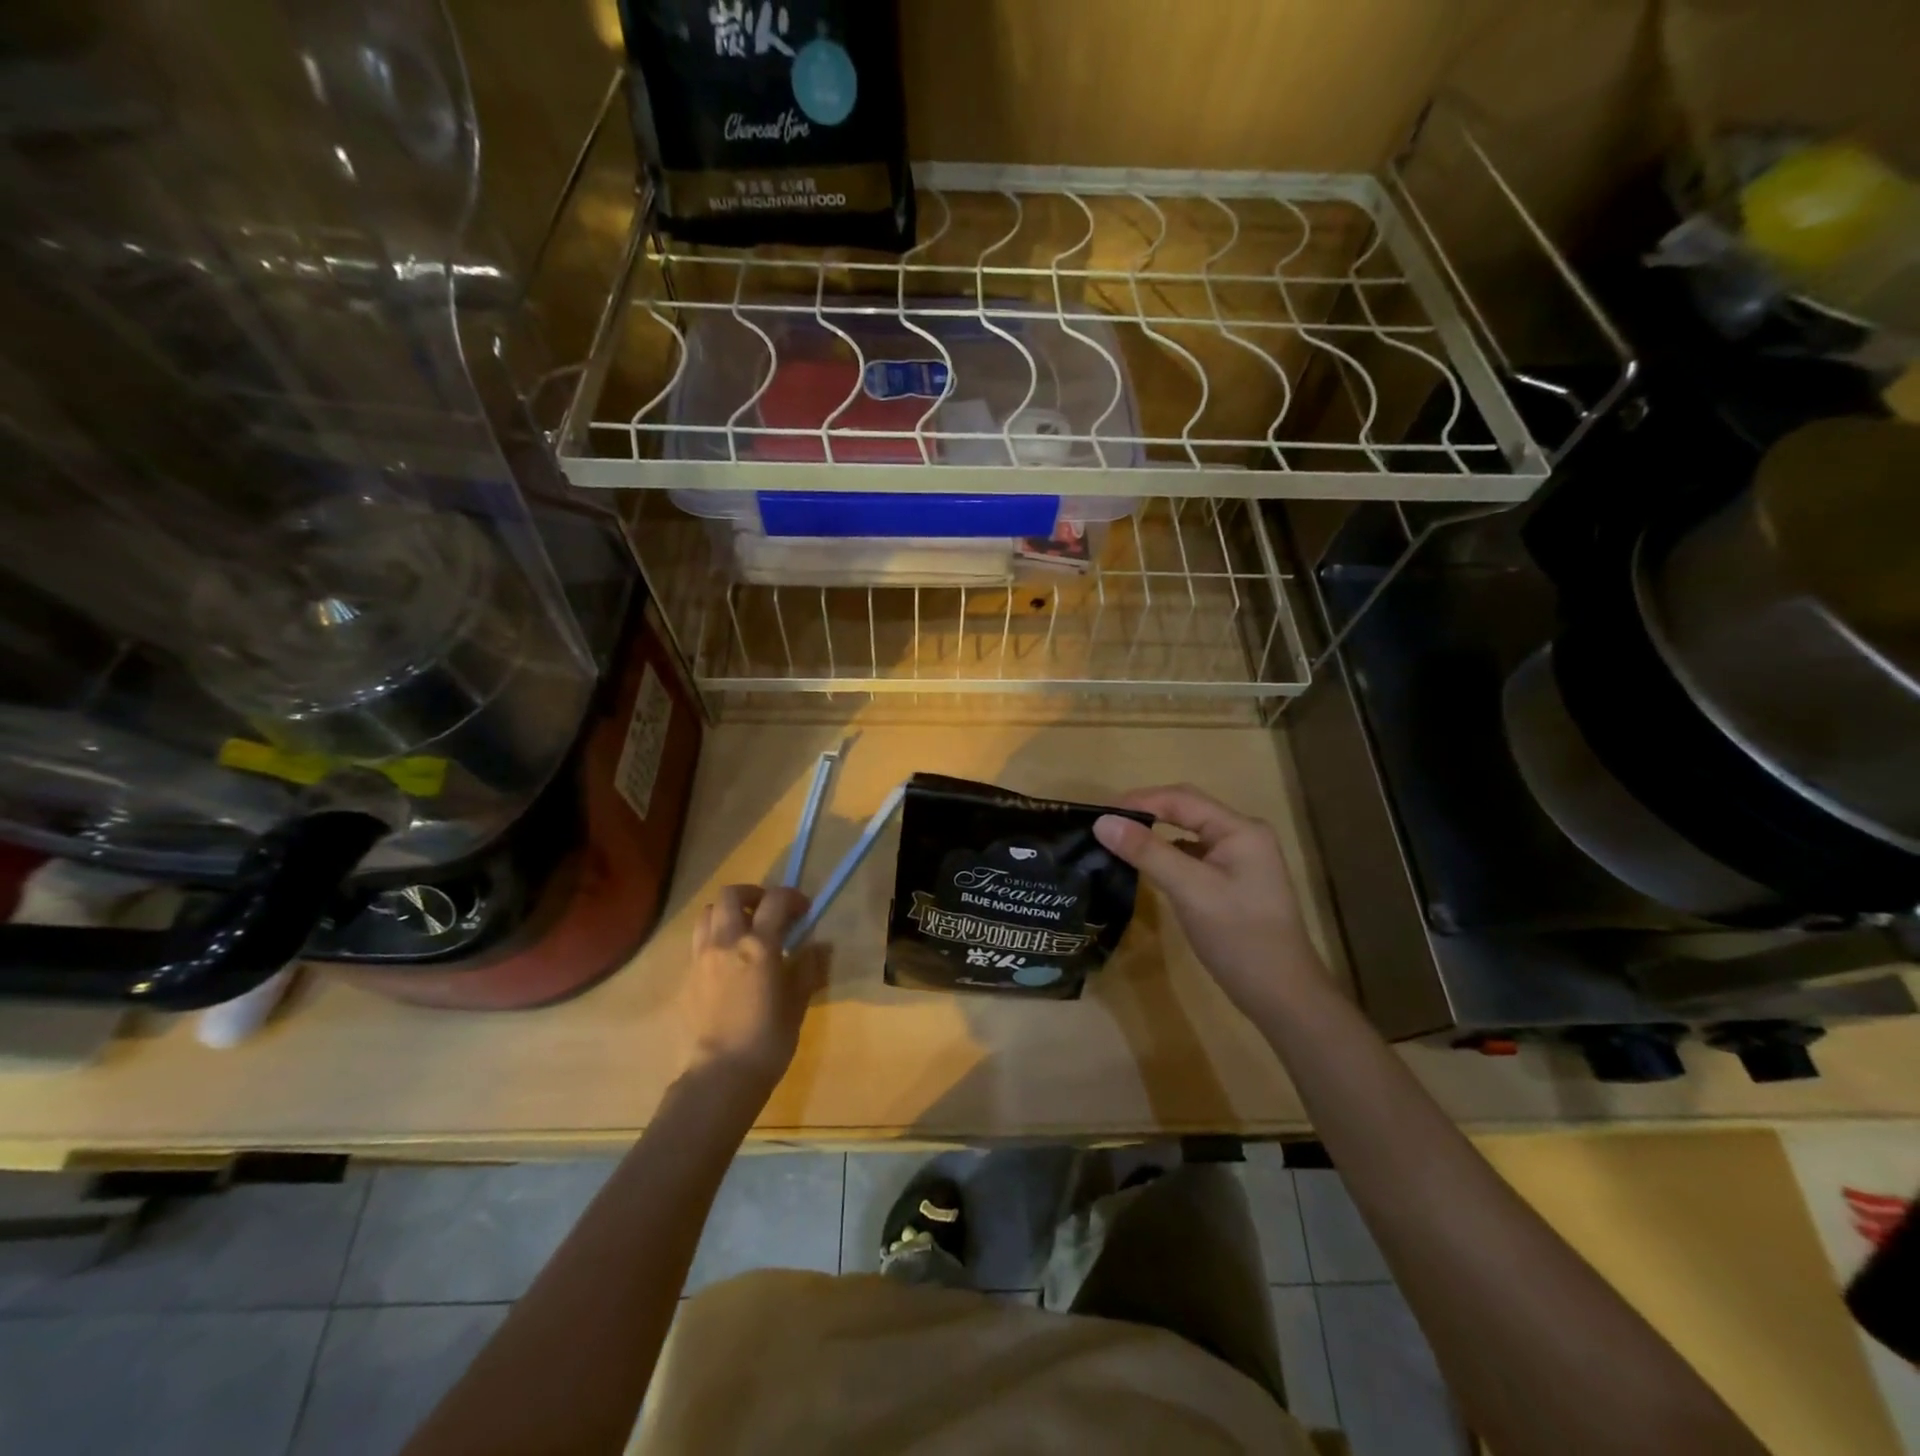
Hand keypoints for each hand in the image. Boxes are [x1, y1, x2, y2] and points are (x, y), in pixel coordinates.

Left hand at [680, 885, 825, 1090]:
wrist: (721, 1075)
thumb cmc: (768, 1039)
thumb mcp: (798, 1002)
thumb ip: (807, 967)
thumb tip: (818, 945)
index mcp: (758, 945)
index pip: (775, 900)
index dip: (792, 897)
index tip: (804, 909)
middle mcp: (726, 942)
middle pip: (730, 895)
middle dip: (753, 894)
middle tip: (769, 911)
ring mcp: (701, 958)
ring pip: (707, 914)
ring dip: (727, 913)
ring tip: (744, 930)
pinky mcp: (687, 977)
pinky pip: (698, 942)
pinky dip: (714, 938)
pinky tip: (728, 961)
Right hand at [1094, 785, 1329, 1024]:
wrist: (1282, 995)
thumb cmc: (1239, 937)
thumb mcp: (1190, 890)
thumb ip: (1147, 852)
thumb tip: (1102, 822)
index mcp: (1240, 829)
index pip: (1182, 799)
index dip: (1139, 801)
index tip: (1099, 814)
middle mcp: (1242, 835)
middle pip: (1186, 810)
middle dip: (1145, 812)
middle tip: (1105, 824)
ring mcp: (1239, 859)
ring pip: (1188, 833)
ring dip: (1154, 833)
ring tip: (1117, 839)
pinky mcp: (1231, 881)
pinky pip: (1192, 856)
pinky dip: (1166, 854)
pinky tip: (1144, 865)